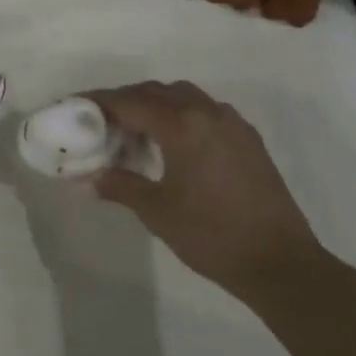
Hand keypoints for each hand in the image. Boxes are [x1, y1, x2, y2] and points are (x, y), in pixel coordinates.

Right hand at [85, 81, 323, 300]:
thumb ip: (120, 186)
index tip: (74, 104)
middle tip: (100, 118)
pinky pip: (206, 110)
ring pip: (184, 95)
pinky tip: (174, 141)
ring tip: (135, 128)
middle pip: (156, 91)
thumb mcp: (157, 212)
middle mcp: (207, 113)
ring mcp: (232, 124)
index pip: (129, 102)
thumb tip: (87, 180)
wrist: (281, 264)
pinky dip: (182, 113)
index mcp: (182, 125)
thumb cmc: (212, 236)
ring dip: (155, 102)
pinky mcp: (248, 139)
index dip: (98, 101)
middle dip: (125, 99)